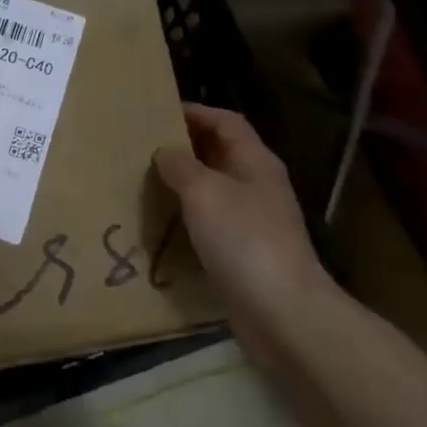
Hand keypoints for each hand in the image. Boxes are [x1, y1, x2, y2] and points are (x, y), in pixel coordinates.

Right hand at [154, 105, 328, 324]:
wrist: (283, 314)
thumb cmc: (244, 239)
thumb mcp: (204, 192)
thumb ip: (181, 166)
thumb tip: (165, 150)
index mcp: (256, 162)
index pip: (226, 122)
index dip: (195, 112)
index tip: (157, 112)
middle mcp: (259, 186)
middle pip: (221, 153)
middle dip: (185, 147)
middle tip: (144, 146)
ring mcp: (255, 221)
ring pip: (214, 190)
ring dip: (184, 184)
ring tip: (146, 182)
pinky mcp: (246, 254)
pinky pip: (212, 223)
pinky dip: (188, 218)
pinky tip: (163, 224)